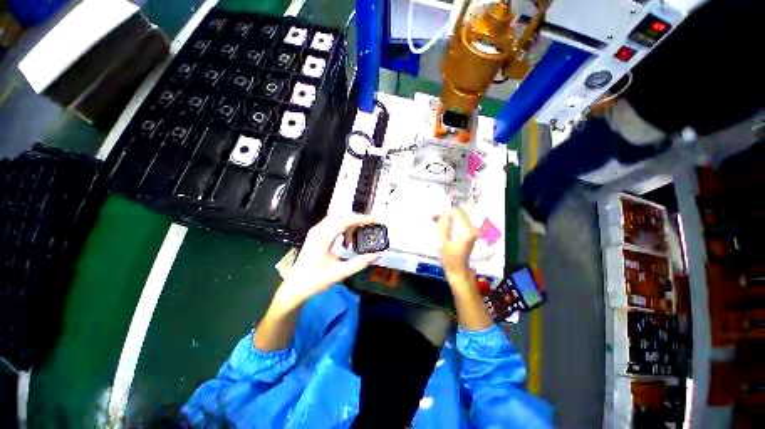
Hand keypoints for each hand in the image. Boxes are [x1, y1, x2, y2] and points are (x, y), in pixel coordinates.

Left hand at [274, 214, 380, 311]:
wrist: (295, 286)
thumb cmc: (316, 280)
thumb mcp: (340, 272)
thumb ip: (360, 263)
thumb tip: (377, 255)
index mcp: (324, 237)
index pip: (346, 221)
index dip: (361, 218)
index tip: (374, 219)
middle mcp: (319, 230)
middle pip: (341, 215)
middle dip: (357, 218)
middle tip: (370, 225)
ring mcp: (315, 231)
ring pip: (336, 218)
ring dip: (349, 222)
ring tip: (359, 234)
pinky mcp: (315, 234)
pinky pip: (332, 224)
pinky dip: (342, 226)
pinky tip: (347, 239)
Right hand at [437, 207, 491, 329]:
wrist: (459, 271)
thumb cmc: (448, 258)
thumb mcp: (442, 242)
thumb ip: (443, 226)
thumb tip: (445, 212)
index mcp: (465, 231)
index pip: (456, 212)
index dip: (445, 211)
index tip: (435, 215)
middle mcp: (471, 228)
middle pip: (459, 213)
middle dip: (447, 213)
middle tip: (435, 218)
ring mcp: (472, 231)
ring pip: (460, 217)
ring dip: (449, 217)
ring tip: (437, 221)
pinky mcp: (471, 234)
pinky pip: (461, 222)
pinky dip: (452, 221)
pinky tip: (444, 226)